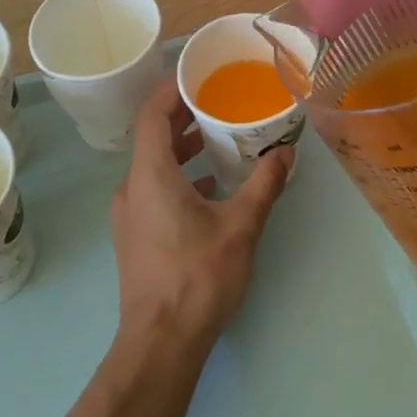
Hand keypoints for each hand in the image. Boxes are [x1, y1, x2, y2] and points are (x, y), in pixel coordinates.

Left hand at [110, 78, 293, 350]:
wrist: (160, 343)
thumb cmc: (197, 277)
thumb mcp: (240, 227)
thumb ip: (264, 185)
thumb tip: (286, 154)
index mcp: (150, 174)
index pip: (152, 114)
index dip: (171, 89)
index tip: (197, 73)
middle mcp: (132, 187)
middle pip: (152, 137)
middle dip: (183, 117)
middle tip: (217, 101)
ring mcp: (130, 213)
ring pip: (154, 165)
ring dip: (182, 148)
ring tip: (218, 140)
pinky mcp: (135, 234)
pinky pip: (154, 189)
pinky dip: (179, 177)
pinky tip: (210, 187)